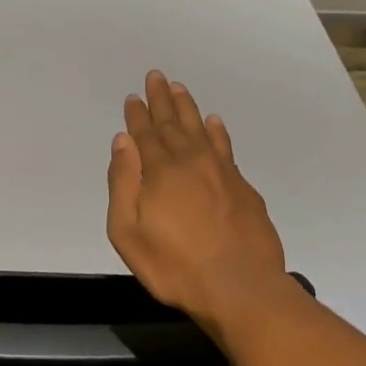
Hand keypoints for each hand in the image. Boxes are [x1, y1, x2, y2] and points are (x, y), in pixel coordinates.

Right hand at [107, 70, 288, 333]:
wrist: (241, 289)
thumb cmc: (175, 266)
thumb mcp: (129, 232)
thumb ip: (123, 183)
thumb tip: (123, 142)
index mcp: (161, 172)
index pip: (145, 135)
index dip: (137, 115)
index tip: (133, 97)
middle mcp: (191, 162)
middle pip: (172, 123)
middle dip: (161, 100)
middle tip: (155, 76)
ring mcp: (221, 173)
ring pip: (200, 129)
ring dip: (188, 108)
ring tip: (179, 88)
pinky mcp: (242, 187)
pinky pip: (225, 147)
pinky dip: (217, 131)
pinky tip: (214, 122)